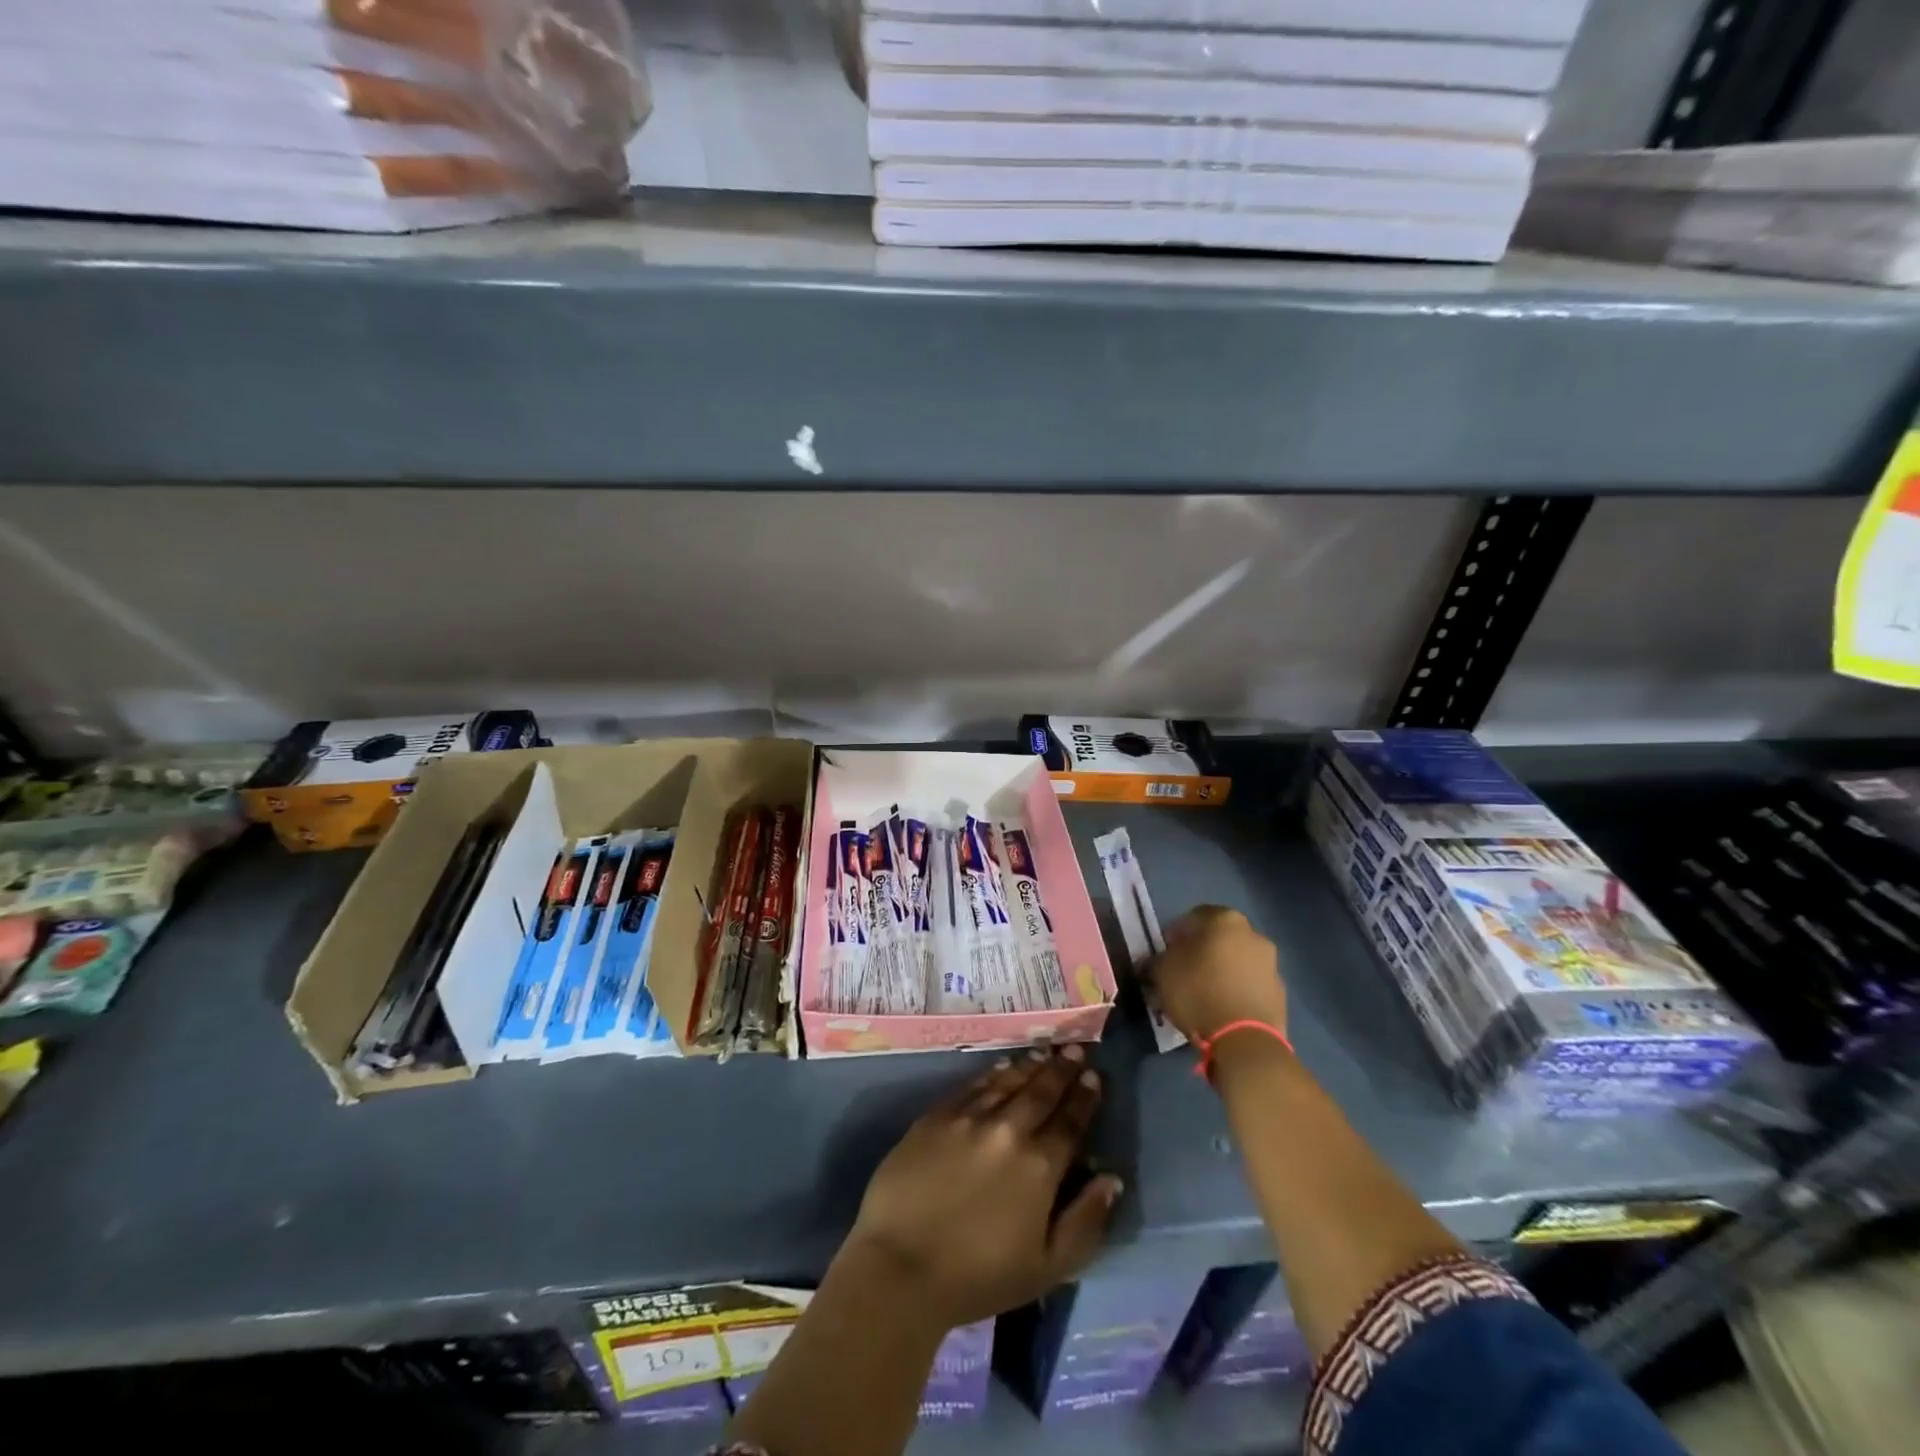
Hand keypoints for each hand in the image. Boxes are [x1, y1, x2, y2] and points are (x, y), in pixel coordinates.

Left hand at [842, 1047, 1122, 1329]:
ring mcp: (969, 1118)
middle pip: (1041, 1091)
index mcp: (1040, 1166)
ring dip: (1030, 1065)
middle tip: (1075, 1049)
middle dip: (1061, 1069)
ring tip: (1045, 1052)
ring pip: (1008, 1081)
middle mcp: (1008, 1130)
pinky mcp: (936, 1115)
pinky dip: (993, 1073)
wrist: (901, 1267)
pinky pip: (973, 1085)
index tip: (1094, 1076)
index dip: (1084, 1097)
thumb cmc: (979, 1277)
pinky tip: (1002, 1066)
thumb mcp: (1048, 1268)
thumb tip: (1111, 1179)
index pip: (1070, 1121)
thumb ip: (1086, 1221)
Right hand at [1151, 905, 1287, 1044]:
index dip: (1177, 933)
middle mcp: (1253, 935)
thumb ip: (1155, 961)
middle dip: (1202, 951)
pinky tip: (1221, 1009)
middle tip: (1183, 972)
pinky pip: (1250, 985)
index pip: (1195, 916)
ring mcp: (1271, 964)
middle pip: (1220, 938)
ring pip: (1237, 961)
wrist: (1245, 1040)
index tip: (1166, 952)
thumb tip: (1150, 962)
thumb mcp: (1162, 973)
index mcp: (1225, 920)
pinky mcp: (1280, 994)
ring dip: (1222, 971)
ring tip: (1203, 994)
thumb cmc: (1198, 992)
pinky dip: (1236, 990)